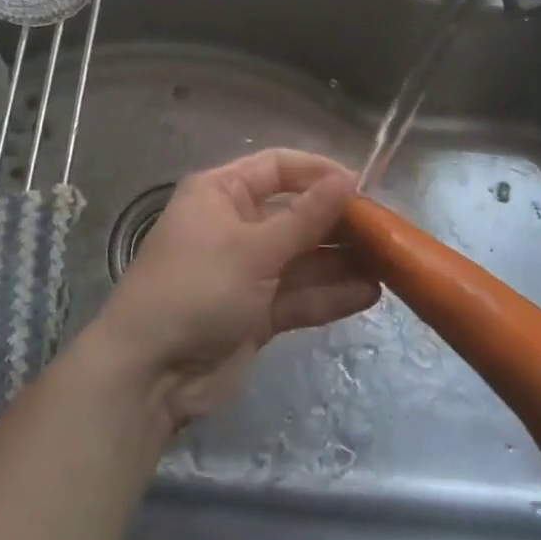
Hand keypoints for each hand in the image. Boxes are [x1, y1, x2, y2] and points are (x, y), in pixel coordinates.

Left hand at [93, 149, 374, 426]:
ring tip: (389, 265)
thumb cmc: (197, 289)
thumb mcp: (253, 248)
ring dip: (341, 262)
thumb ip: (305, 218)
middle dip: (337, 223)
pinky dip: (329, 294)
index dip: (319, 173)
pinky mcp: (257, 312)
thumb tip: (348, 179)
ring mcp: (247, 271)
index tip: (363, 187)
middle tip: (386, 233)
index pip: (278, 167)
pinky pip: (299, 294)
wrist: (151, 372)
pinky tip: (370, 294)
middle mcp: (235, 224)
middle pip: (296, 213)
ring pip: (302, 257)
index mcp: (221, 193)